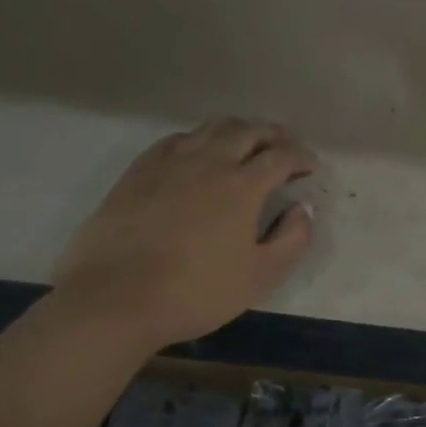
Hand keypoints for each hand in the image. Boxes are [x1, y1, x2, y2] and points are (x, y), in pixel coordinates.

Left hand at [54, 119, 316, 350]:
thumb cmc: (196, 291)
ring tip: (246, 143)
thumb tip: (303, 209)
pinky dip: (199, 139)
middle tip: (285, 146)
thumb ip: (292, 240)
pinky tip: (197, 154)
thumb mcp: (260, 276)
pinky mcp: (138, 171)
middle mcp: (209, 161)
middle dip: (273, 134)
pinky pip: (176, 140)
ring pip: (210, 128)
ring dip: (237, 130)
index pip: (281, 156)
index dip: (301, 156)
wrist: (114, 298)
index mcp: (242, 185)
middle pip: (247, 131)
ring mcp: (169, 162)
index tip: (311, 166)